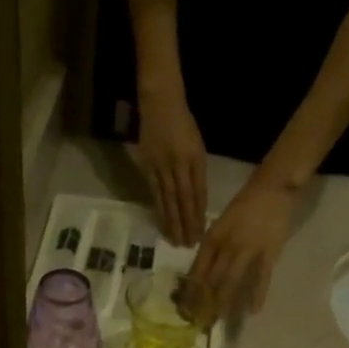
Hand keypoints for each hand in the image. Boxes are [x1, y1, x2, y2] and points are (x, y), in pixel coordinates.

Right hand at [137, 84, 208, 245]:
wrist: (160, 103)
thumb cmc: (183, 124)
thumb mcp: (198, 146)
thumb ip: (197, 172)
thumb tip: (196, 200)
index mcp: (194, 158)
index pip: (198, 192)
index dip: (199, 214)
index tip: (201, 232)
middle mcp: (178, 164)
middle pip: (183, 200)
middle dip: (186, 223)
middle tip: (188, 244)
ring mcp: (160, 166)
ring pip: (167, 199)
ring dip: (172, 222)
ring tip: (175, 240)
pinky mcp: (146, 167)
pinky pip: (154, 193)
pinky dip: (159, 209)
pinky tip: (161, 222)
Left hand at [182, 177, 299, 328]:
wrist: (272, 188)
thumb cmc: (244, 206)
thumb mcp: (221, 224)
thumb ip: (212, 248)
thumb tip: (199, 273)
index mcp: (213, 237)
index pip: (198, 268)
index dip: (190, 289)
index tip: (184, 307)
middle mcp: (227, 245)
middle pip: (212, 279)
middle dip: (202, 302)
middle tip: (197, 321)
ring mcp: (249, 250)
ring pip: (231, 281)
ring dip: (222, 302)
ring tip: (216, 320)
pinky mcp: (269, 253)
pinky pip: (262, 278)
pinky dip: (257, 295)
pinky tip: (253, 311)